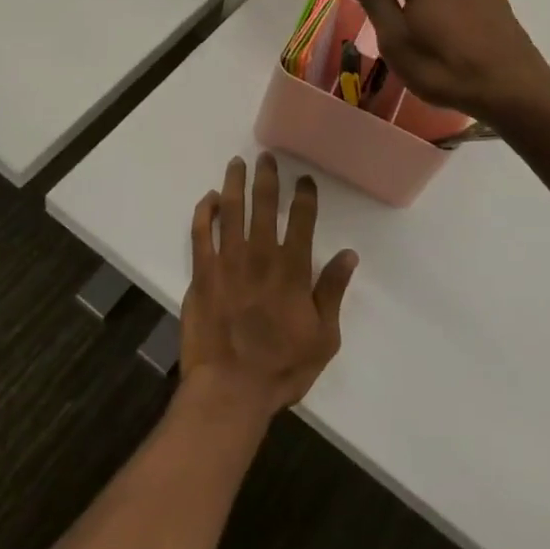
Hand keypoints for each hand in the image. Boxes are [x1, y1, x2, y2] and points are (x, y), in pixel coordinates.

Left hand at [182, 154, 358, 419]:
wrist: (230, 390)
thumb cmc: (282, 368)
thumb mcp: (323, 337)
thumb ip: (333, 291)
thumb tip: (349, 254)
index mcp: (292, 270)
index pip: (302, 220)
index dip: (305, 196)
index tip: (305, 179)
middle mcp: (260, 256)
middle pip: (263, 206)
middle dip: (266, 178)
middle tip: (266, 158)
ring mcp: (227, 263)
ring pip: (230, 211)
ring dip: (234, 185)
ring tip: (237, 164)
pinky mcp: (201, 275)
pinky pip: (200, 234)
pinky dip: (204, 213)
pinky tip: (208, 199)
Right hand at [350, 0, 549, 123]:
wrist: (511, 89)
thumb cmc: (442, 68)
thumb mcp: (395, 40)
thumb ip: (376, 1)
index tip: (373, 18)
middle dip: (405, 2)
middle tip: (400, 39)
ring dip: (433, 12)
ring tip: (430, 46)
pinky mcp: (502, 10)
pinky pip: (467, 8)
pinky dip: (455, 21)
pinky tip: (457, 48)